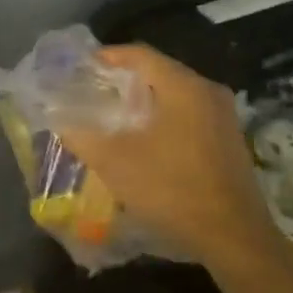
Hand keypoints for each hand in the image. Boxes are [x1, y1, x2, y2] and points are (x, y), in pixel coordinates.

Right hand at [59, 45, 277, 262]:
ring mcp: (224, 117)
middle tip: (93, 92)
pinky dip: (164, 118)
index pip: (141, 55)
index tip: (82, 66)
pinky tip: (145, 141)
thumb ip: (83, 136)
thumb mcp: (116, 163)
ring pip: (176, 95)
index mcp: (184, 86)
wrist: (233, 237)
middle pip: (160, 72)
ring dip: (145, 102)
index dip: (108, 56)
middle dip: (124, 80)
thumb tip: (59, 120)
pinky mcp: (229, 141)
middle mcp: (208, 92)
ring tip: (114, 116)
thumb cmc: (172, 189)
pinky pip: (190, 115)